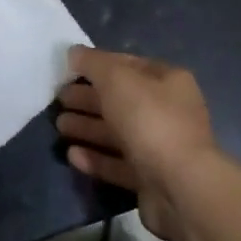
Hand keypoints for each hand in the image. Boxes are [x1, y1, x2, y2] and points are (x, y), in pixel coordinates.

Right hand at [55, 47, 231, 240]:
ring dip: (88, 127)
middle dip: (89, 98)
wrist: (181, 188)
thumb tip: (74, 53)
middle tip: (59, 99)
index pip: (128, 65)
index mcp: (168, 81)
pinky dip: (95, 158)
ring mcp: (161, 147)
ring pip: (118, 133)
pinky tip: (71, 155)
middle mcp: (168, 111)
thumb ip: (93, 63)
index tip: (69, 70)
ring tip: (59, 126)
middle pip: (121, 100)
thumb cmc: (150, 120)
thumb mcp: (117, 79)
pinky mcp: (151, 180)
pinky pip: (118, 164)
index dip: (98, 65)